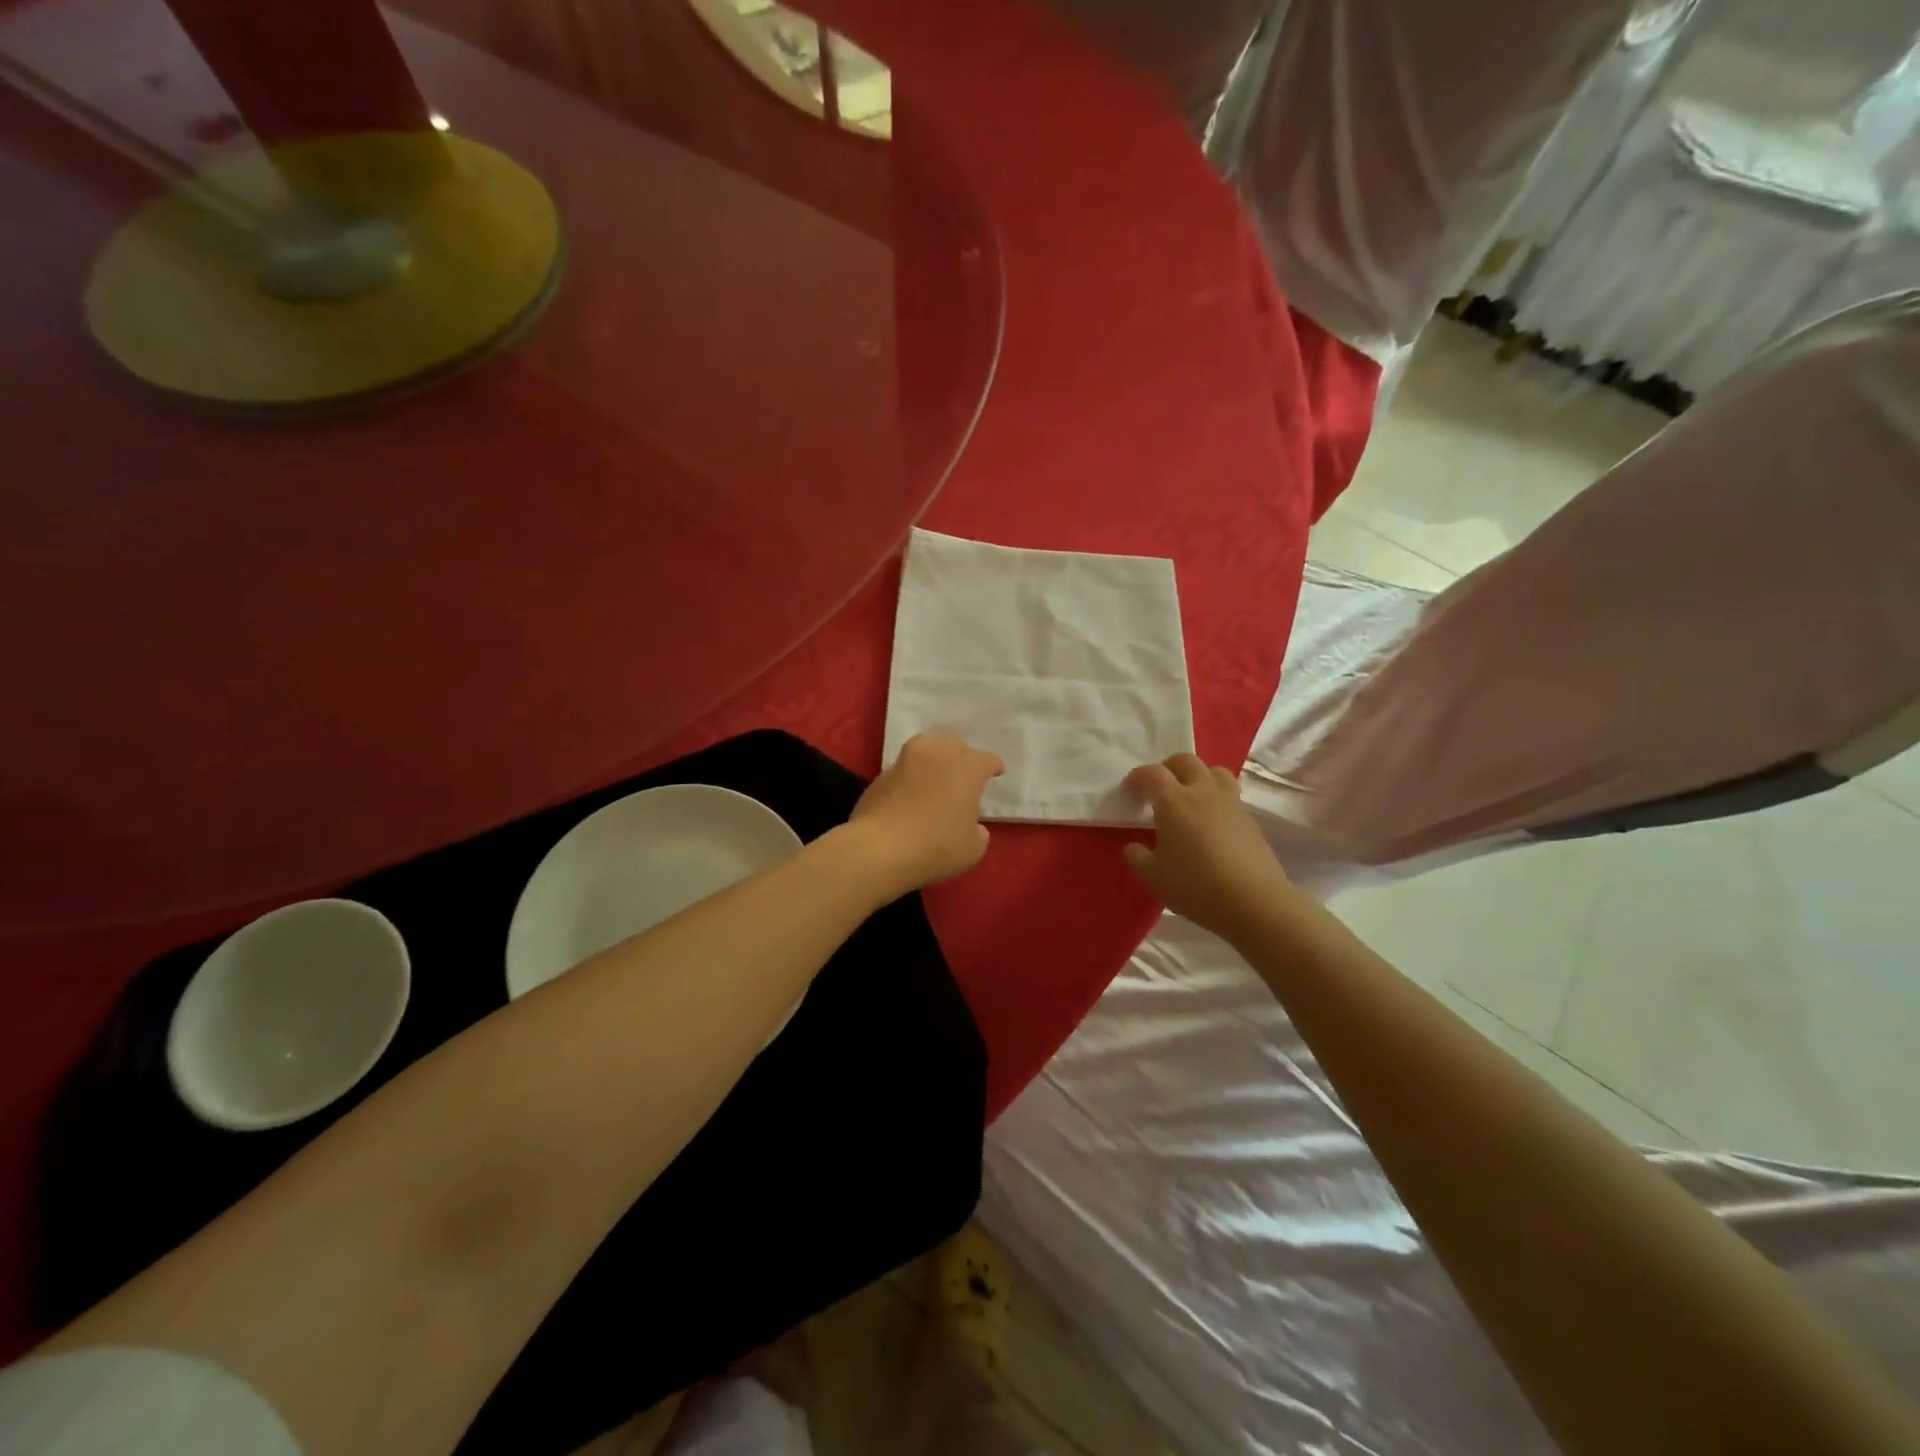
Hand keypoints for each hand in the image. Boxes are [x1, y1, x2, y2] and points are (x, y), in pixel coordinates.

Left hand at [848, 734, 1004, 893]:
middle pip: (956, 747)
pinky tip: (911, 793)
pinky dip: (911, 777)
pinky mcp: (881, 773)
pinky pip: (905, 769)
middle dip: (962, 759)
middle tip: (964, 776)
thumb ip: (977, 831)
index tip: (995, 773)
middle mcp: (938, 754)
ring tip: (937, 777)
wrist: (880, 848)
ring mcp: (906, 760)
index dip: (993, 767)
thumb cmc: (936, 846)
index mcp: (967, 767)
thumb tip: (971, 826)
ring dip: (935, 761)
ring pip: (927, 750)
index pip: (987, 760)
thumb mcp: (972, 848)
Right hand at [1123, 754, 1295, 937]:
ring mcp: (1231, 802)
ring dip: (1197, 776)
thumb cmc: (1197, 886)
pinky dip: (1215, 796)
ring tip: (1189, 797)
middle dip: (1167, 768)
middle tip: (1158, 788)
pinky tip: (1210, 821)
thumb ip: (1138, 857)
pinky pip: (1229, 793)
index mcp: (1175, 801)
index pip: (1152, 774)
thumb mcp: (1154, 877)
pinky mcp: (1249, 818)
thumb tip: (1134, 846)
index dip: (1137, 777)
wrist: (1255, 902)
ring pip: (1214, 771)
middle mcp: (1203, 792)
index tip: (1129, 790)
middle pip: (1185, 761)